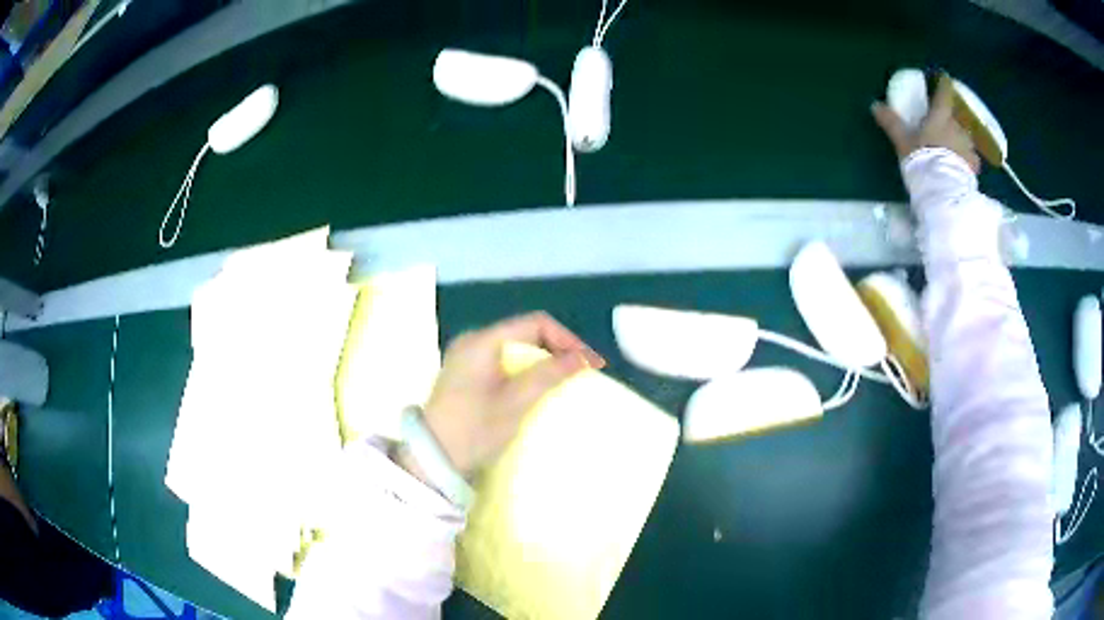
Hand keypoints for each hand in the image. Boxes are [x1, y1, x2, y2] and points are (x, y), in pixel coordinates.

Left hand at [401, 312, 604, 481]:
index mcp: (482, 342)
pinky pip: (502, 360)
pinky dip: (524, 369)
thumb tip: (581, 358)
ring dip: (540, 360)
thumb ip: (548, 375)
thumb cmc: (474, 430)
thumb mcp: (515, 404)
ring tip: (562, 380)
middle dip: (555, 349)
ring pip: (514, 347)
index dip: (565, 339)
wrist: (432, 459)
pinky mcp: (465, 374)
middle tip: (578, 371)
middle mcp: (472, 341)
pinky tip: (535, 387)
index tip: (586, 362)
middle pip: (524, 332)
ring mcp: (466, 357)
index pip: (534, 324)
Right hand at [872, 73, 980, 173]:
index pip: (944, 93)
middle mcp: (957, 127)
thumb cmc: (924, 159)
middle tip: (946, 122)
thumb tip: (875, 104)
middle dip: (952, 118)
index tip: (943, 79)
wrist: (944, 190)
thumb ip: (892, 123)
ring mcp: (968, 147)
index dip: (943, 84)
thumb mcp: (903, 141)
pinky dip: (968, 159)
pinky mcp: (974, 167)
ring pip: (965, 137)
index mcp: (940, 116)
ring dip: (960, 139)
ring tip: (954, 147)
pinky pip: (972, 158)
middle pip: (956, 116)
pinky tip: (963, 165)